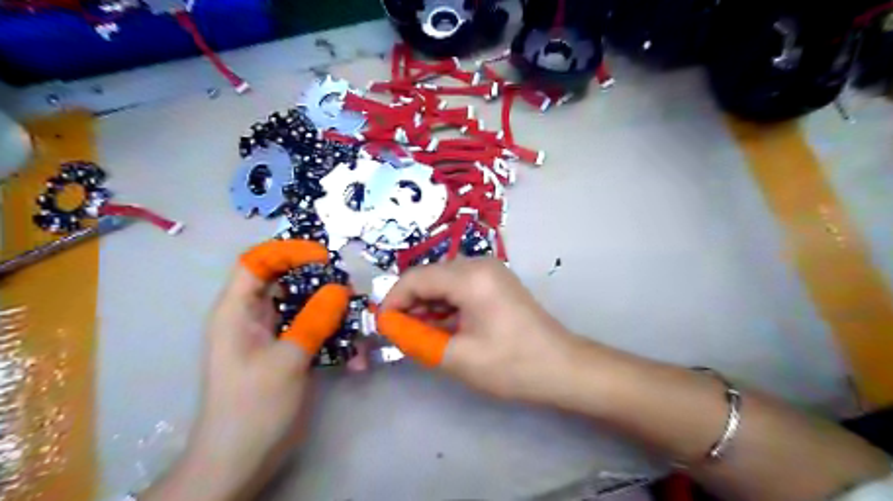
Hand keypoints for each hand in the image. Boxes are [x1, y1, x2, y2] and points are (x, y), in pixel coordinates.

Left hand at [143, 241, 348, 498]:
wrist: (241, 460)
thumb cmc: (252, 407)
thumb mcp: (286, 361)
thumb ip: (313, 321)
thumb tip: (340, 288)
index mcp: (237, 311)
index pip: (257, 262)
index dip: (287, 251)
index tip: (323, 257)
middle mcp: (253, 318)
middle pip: (286, 281)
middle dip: (319, 281)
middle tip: (348, 290)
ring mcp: (273, 336)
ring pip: (305, 307)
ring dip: (333, 312)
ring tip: (358, 323)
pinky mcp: (289, 353)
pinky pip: (314, 332)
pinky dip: (334, 338)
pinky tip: (354, 358)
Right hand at [376, 258, 570, 402]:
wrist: (563, 367)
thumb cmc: (512, 365)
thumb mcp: (457, 357)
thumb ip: (417, 339)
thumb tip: (390, 328)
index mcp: (470, 277)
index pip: (415, 278)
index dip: (393, 302)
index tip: (383, 327)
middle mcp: (479, 264)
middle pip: (429, 277)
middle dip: (410, 304)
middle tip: (402, 335)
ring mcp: (490, 271)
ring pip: (442, 282)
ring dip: (427, 306)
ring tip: (422, 335)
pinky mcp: (495, 282)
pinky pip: (459, 287)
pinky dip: (445, 305)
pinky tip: (443, 327)